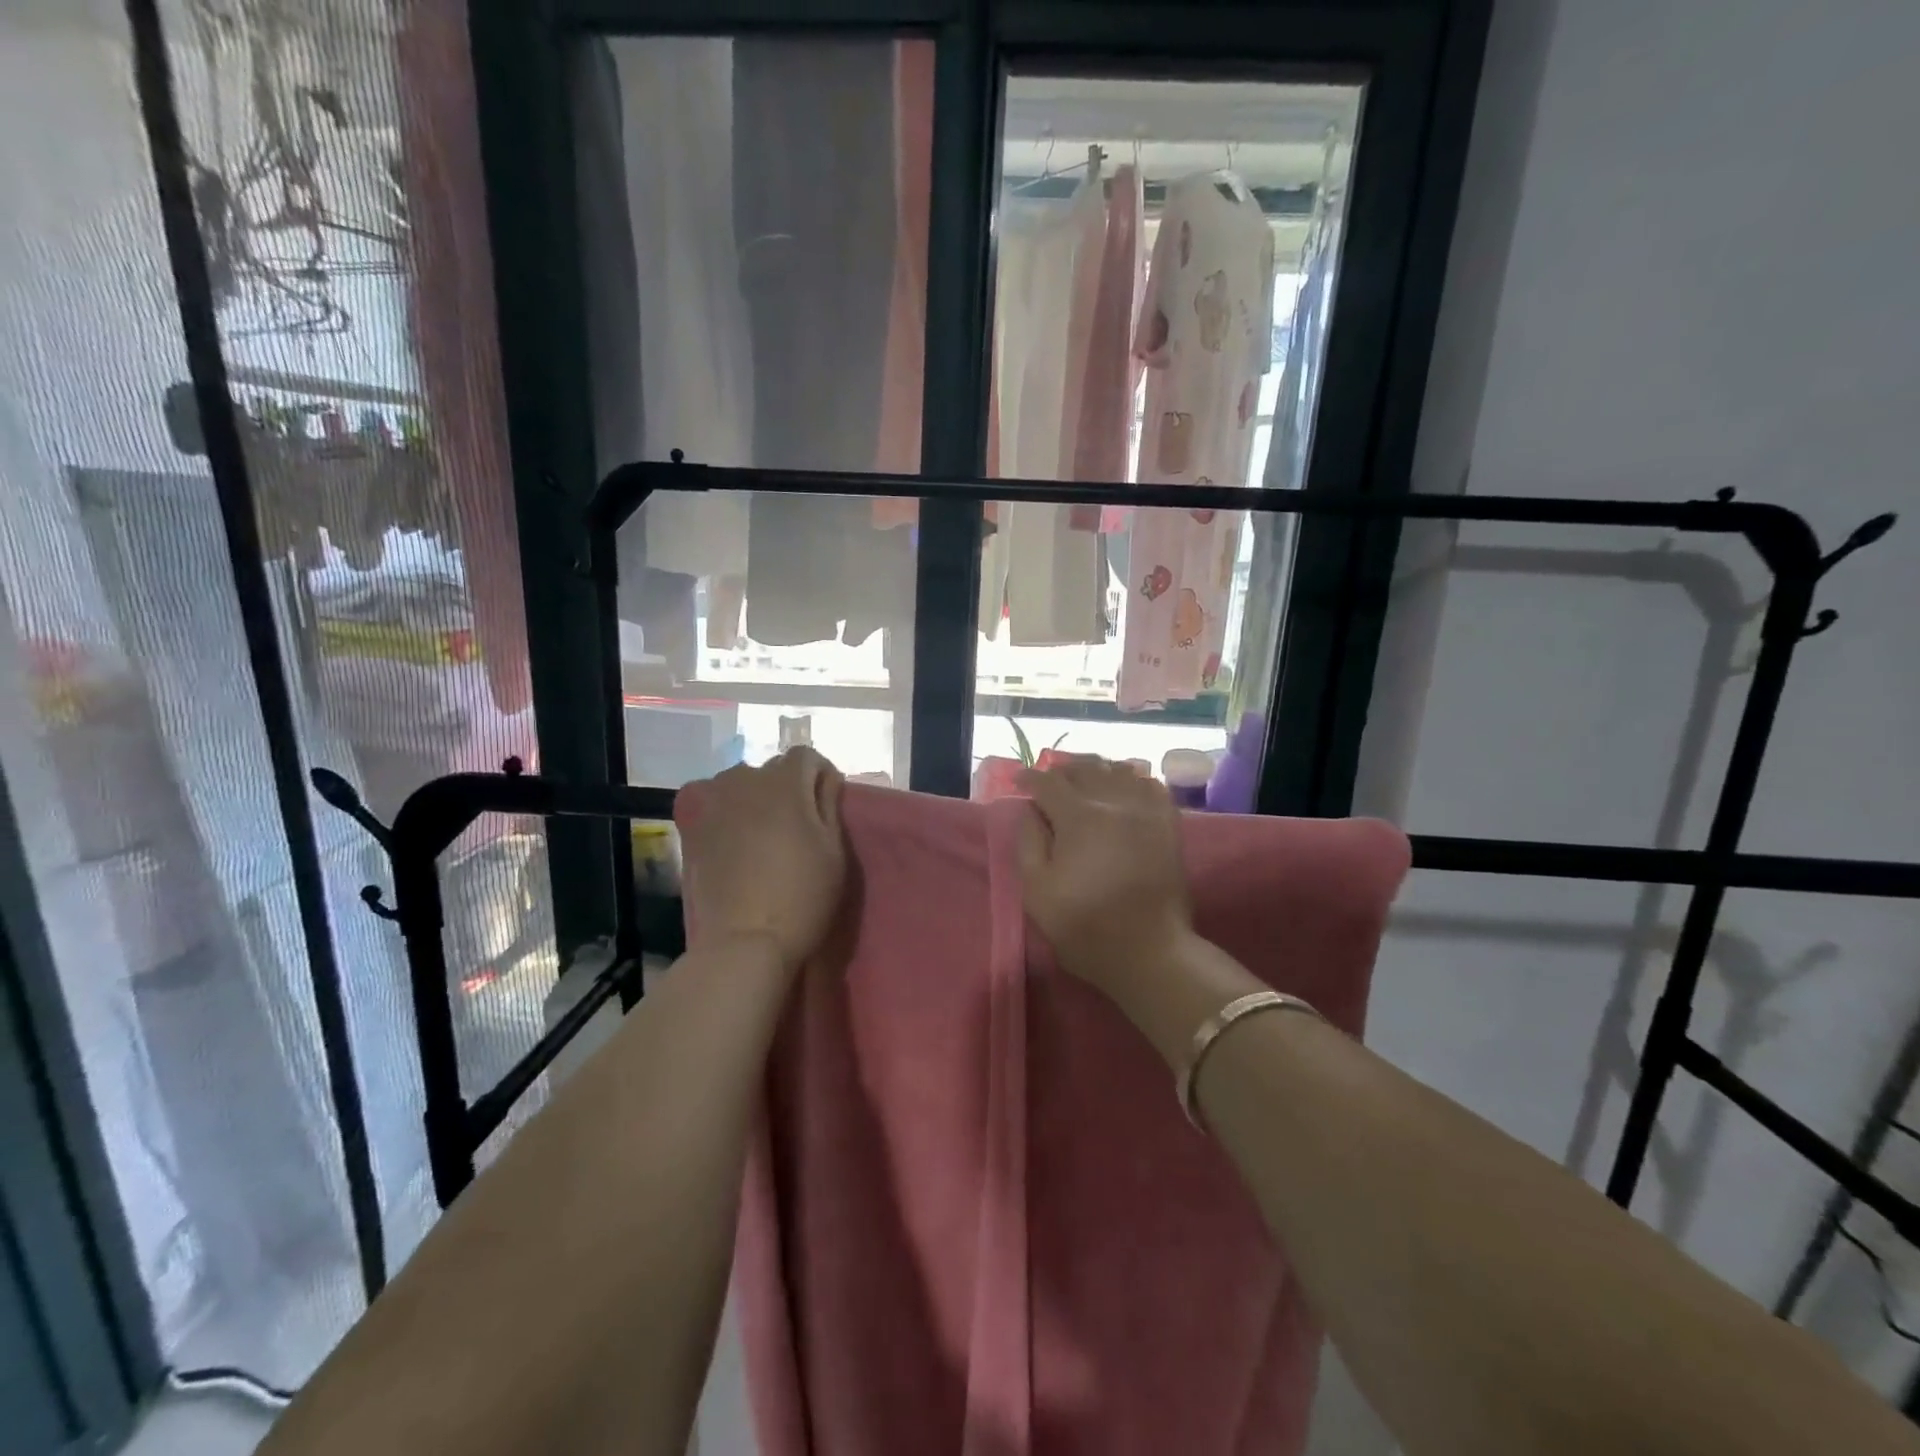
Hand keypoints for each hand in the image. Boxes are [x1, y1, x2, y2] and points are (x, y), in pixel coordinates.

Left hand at [675, 747, 846, 971]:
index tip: (826, 809)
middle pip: (773, 771)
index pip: (807, 757)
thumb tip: (823, 779)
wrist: (745, 941)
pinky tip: (736, 843)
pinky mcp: (694, 826)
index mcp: (785, 781)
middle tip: (797, 828)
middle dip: (789, 789)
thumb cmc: (802, 894)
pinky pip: (716, 805)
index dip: (821, 778)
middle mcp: (745, 779)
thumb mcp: (834, 849)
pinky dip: (728, 814)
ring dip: (756, 800)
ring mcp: (714, 802)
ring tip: (764, 835)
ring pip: (742, 785)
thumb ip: (829, 804)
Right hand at [1015, 756, 1196, 1000]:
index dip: (1029, 779)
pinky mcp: (1168, 824)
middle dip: (1060, 771)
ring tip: (1082, 780)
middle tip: (1047, 782)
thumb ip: (1028, 842)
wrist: (1150, 952)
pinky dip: (1131, 779)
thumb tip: (1030, 810)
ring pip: (1117, 769)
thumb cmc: (1085, 926)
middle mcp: (1114, 802)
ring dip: (1094, 770)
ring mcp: (1146, 810)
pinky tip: (1122, 788)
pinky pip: (1150, 784)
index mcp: (1079, 817)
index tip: (1018, 783)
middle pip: (1084, 769)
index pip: (1048, 782)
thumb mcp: (1037, 891)